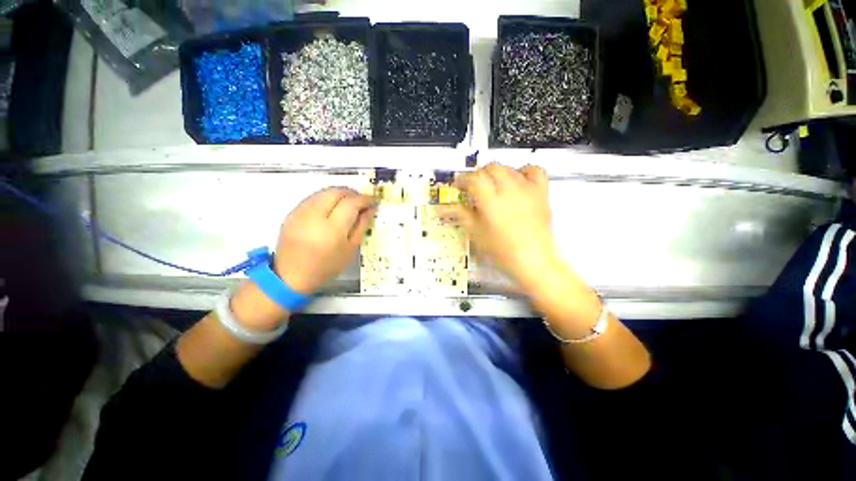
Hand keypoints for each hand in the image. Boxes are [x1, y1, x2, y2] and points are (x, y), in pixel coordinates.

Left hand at [273, 187, 374, 293]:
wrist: (291, 276)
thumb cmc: (326, 267)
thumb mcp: (350, 249)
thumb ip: (361, 226)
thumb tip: (370, 209)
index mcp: (331, 229)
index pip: (351, 203)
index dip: (365, 199)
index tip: (374, 201)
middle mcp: (313, 216)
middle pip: (336, 192)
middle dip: (352, 193)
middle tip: (362, 201)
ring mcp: (300, 212)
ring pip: (324, 192)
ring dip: (339, 194)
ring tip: (348, 204)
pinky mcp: (291, 213)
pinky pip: (313, 198)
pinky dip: (326, 198)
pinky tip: (332, 208)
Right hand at [442, 163, 559, 289]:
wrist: (533, 261)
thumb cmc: (503, 252)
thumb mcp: (477, 234)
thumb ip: (461, 215)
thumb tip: (445, 207)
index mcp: (491, 202)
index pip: (474, 178)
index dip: (463, 179)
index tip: (459, 186)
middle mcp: (509, 191)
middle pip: (491, 168)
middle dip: (479, 174)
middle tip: (474, 186)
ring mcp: (527, 190)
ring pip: (509, 168)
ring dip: (497, 172)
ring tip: (493, 184)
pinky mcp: (541, 193)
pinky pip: (535, 171)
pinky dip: (524, 171)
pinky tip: (518, 179)